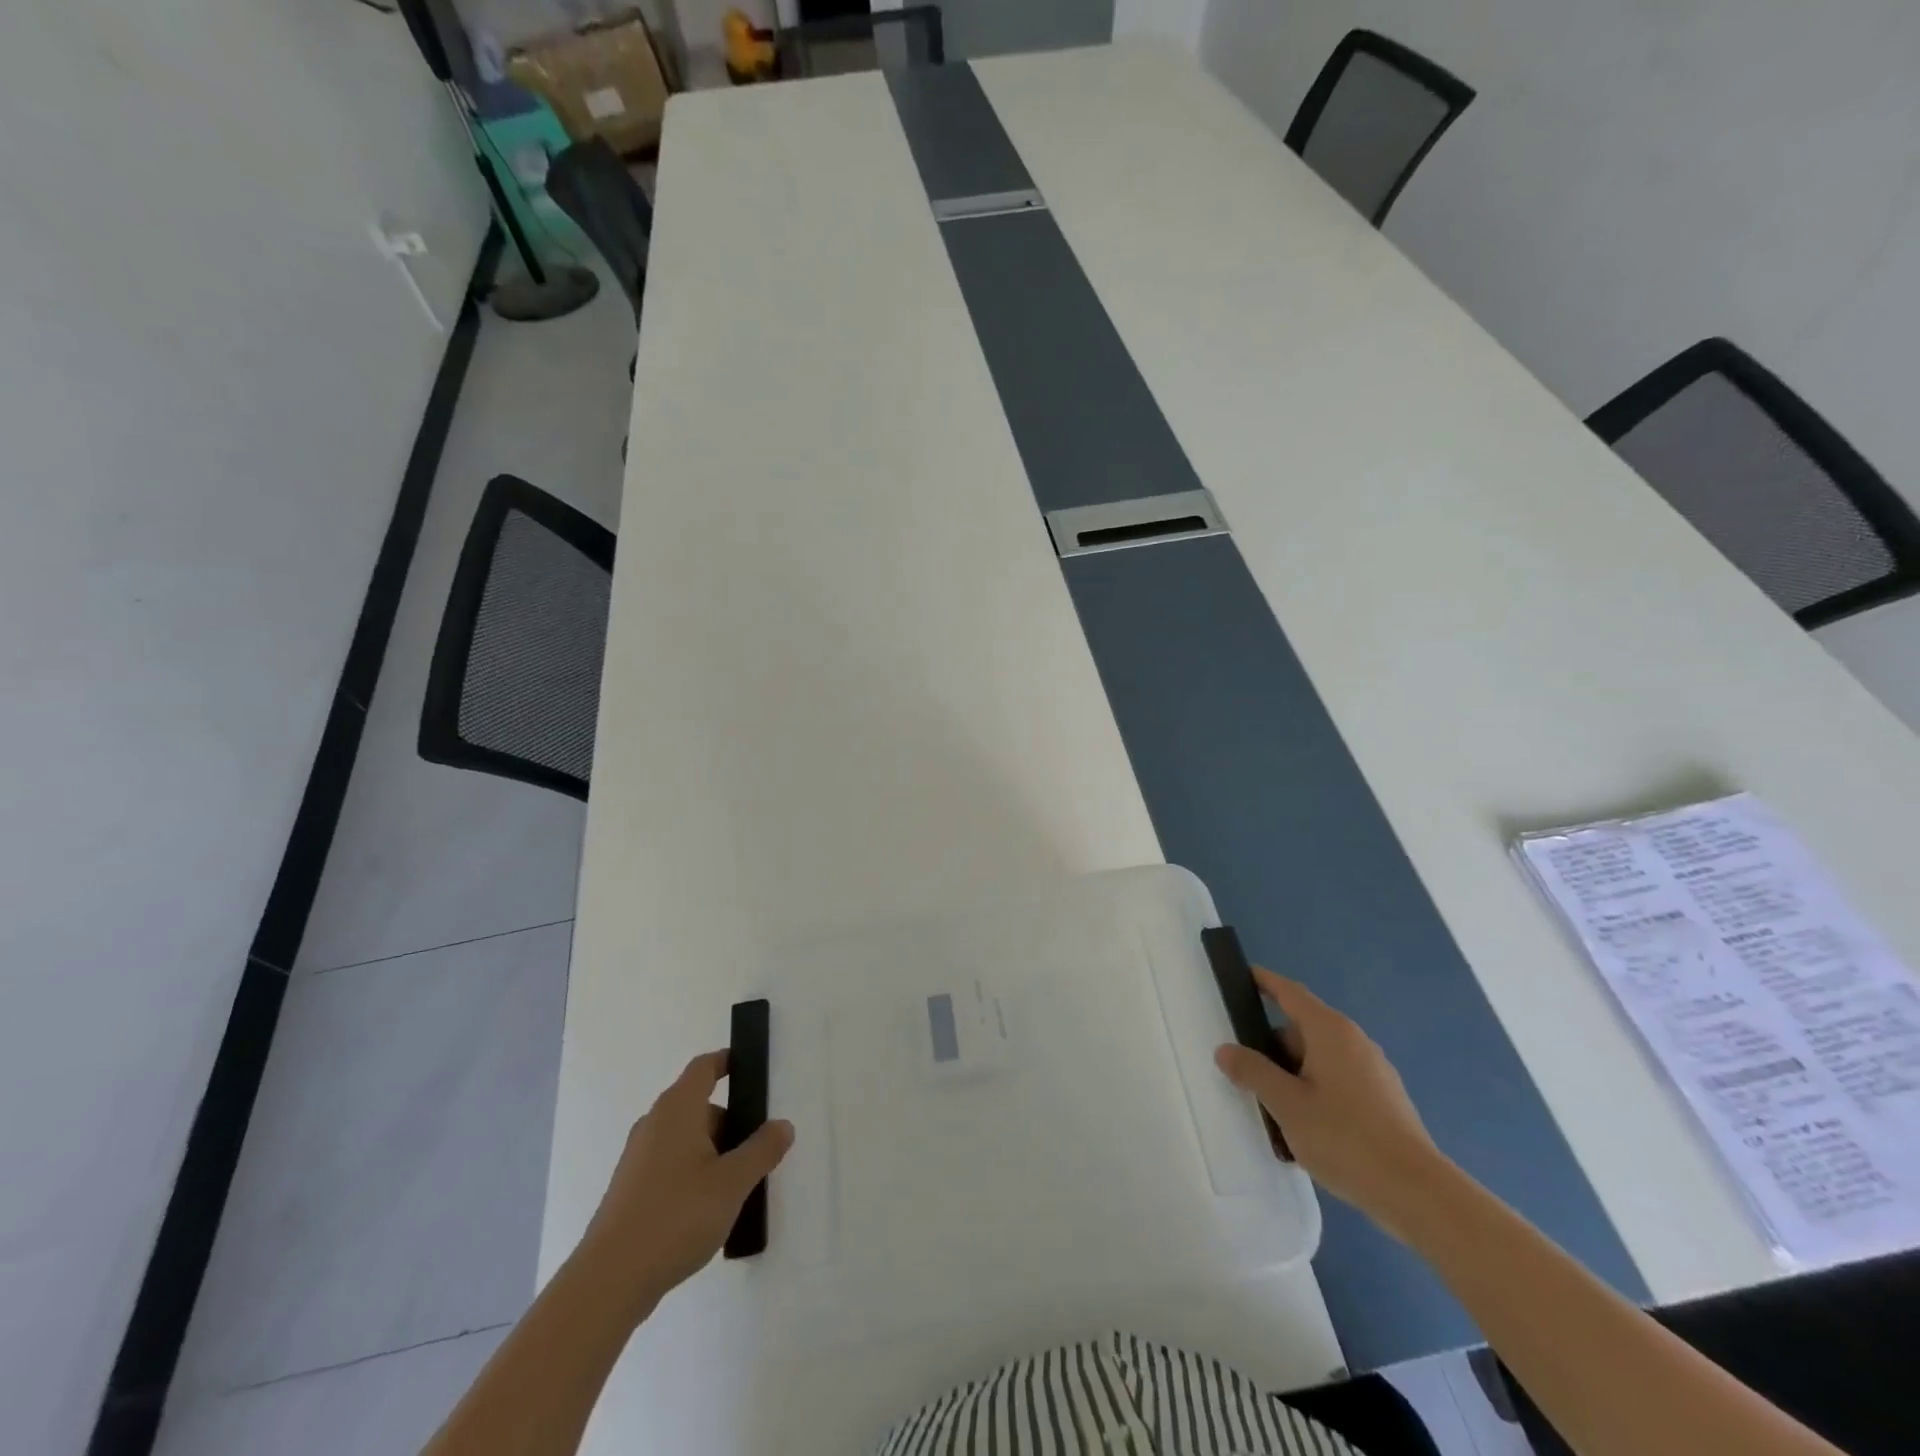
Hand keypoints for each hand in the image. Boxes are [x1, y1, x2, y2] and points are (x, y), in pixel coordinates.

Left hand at [572, 1051, 793, 1315]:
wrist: (608, 1282)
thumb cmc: (676, 1216)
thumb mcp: (732, 1182)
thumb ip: (762, 1150)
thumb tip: (782, 1126)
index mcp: (677, 1110)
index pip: (704, 1068)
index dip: (727, 1062)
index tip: (749, 1068)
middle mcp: (654, 1125)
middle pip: (698, 1107)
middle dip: (730, 1123)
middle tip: (758, 1150)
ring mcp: (638, 1159)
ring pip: (685, 1140)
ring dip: (713, 1153)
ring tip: (737, 1186)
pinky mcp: (630, 1191)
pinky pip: (670, 1165)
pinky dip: (693, 1174)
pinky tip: (707, 1211)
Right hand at [1215, 968, 1445, 1239]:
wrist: (1419, 1194)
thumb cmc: (1346, 1138)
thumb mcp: (1286, 1104)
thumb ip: (1253, 1072)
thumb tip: (1226, 1050)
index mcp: (1330, 1031)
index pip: (1290, 992)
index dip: (1264, 981)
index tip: (1241, 976)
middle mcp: (1354, 1042)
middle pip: (1302, 1030)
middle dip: (1271, 1047)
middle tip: (1244, 1071)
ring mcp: (1373, 1072)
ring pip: (1319, 1060)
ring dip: (1292, 1076)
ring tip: (1271, 1109)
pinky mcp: (1384, 1102)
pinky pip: (1337, 1083)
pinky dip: (1315, 1094)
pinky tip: (1304, 1131)